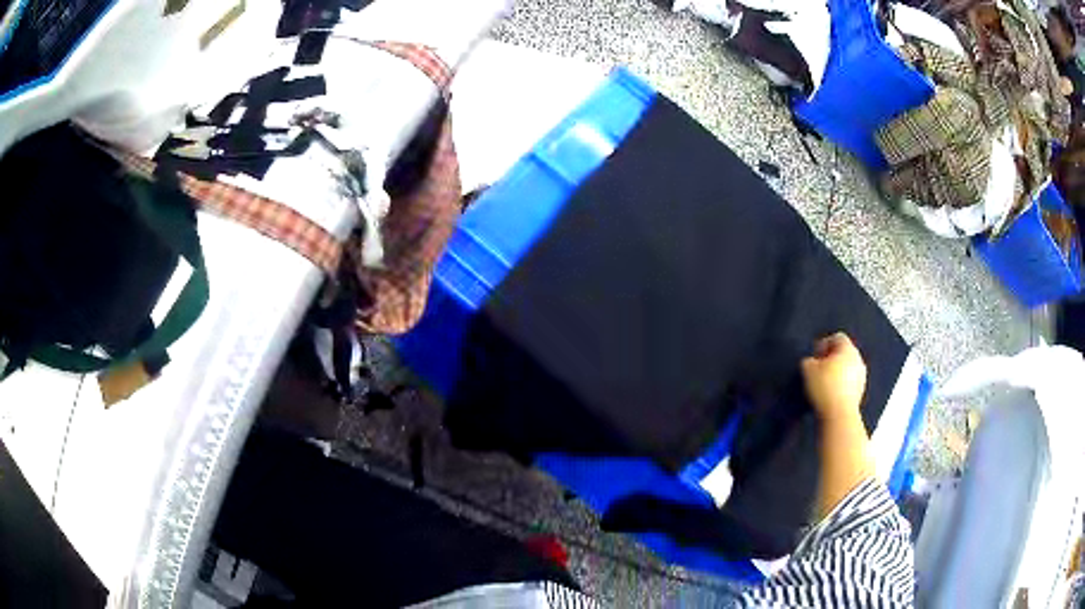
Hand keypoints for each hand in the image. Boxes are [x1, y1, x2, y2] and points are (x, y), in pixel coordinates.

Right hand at [801, 333, 866, 422]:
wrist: (839, 415)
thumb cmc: (824, 387)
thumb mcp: (807, 369)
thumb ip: (808, 360)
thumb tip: (811, 362)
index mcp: (848, 348)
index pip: (837, 337)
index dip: (824, 344)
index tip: (814, 356)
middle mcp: (858, 359)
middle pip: (843, 352)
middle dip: (831, 359)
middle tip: (818, 369)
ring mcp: (862, 376)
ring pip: (847, 368)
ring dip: (837, 372)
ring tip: (824, 384)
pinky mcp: (861, 392)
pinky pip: (850, 382)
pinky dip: (841, 385)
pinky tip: (830, 394)